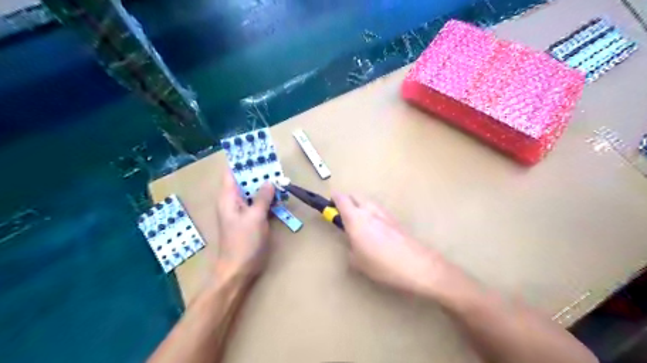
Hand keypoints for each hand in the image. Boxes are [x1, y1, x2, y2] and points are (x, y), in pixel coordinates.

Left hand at [215, 170, 275, 282]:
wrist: (239, 270)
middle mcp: (233, 201)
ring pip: (252, 192)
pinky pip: (258, 203)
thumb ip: (262, 198)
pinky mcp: (250, 220)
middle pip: (244, 181)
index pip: (231, 173)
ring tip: (279, 175)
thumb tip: (269, 181)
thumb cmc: (244, 242)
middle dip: (258, 172)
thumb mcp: (255, 217)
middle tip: (273, 162)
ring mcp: (242, 211)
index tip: (255, 151)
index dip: (241, 161)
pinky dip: (267, 198)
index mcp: (228, 198)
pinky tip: (279, 194)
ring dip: (264, 185)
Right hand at [333, 194, 450, 295]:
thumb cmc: (382, 265)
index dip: (334, 199)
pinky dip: (373, 214)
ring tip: (361, 224)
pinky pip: (379, 210)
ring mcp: (384, 213)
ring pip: (368, 202)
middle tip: (344, 215)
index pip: (341, 199)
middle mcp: (369, 211)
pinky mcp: (395, 219)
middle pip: (355, 195)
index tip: (330, 203)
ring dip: (361, 206)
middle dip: (347, 201)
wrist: (417, 265)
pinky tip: (376, 230)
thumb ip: (351, 250)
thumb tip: (354, 246)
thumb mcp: (358, 263)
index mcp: (356, 219)